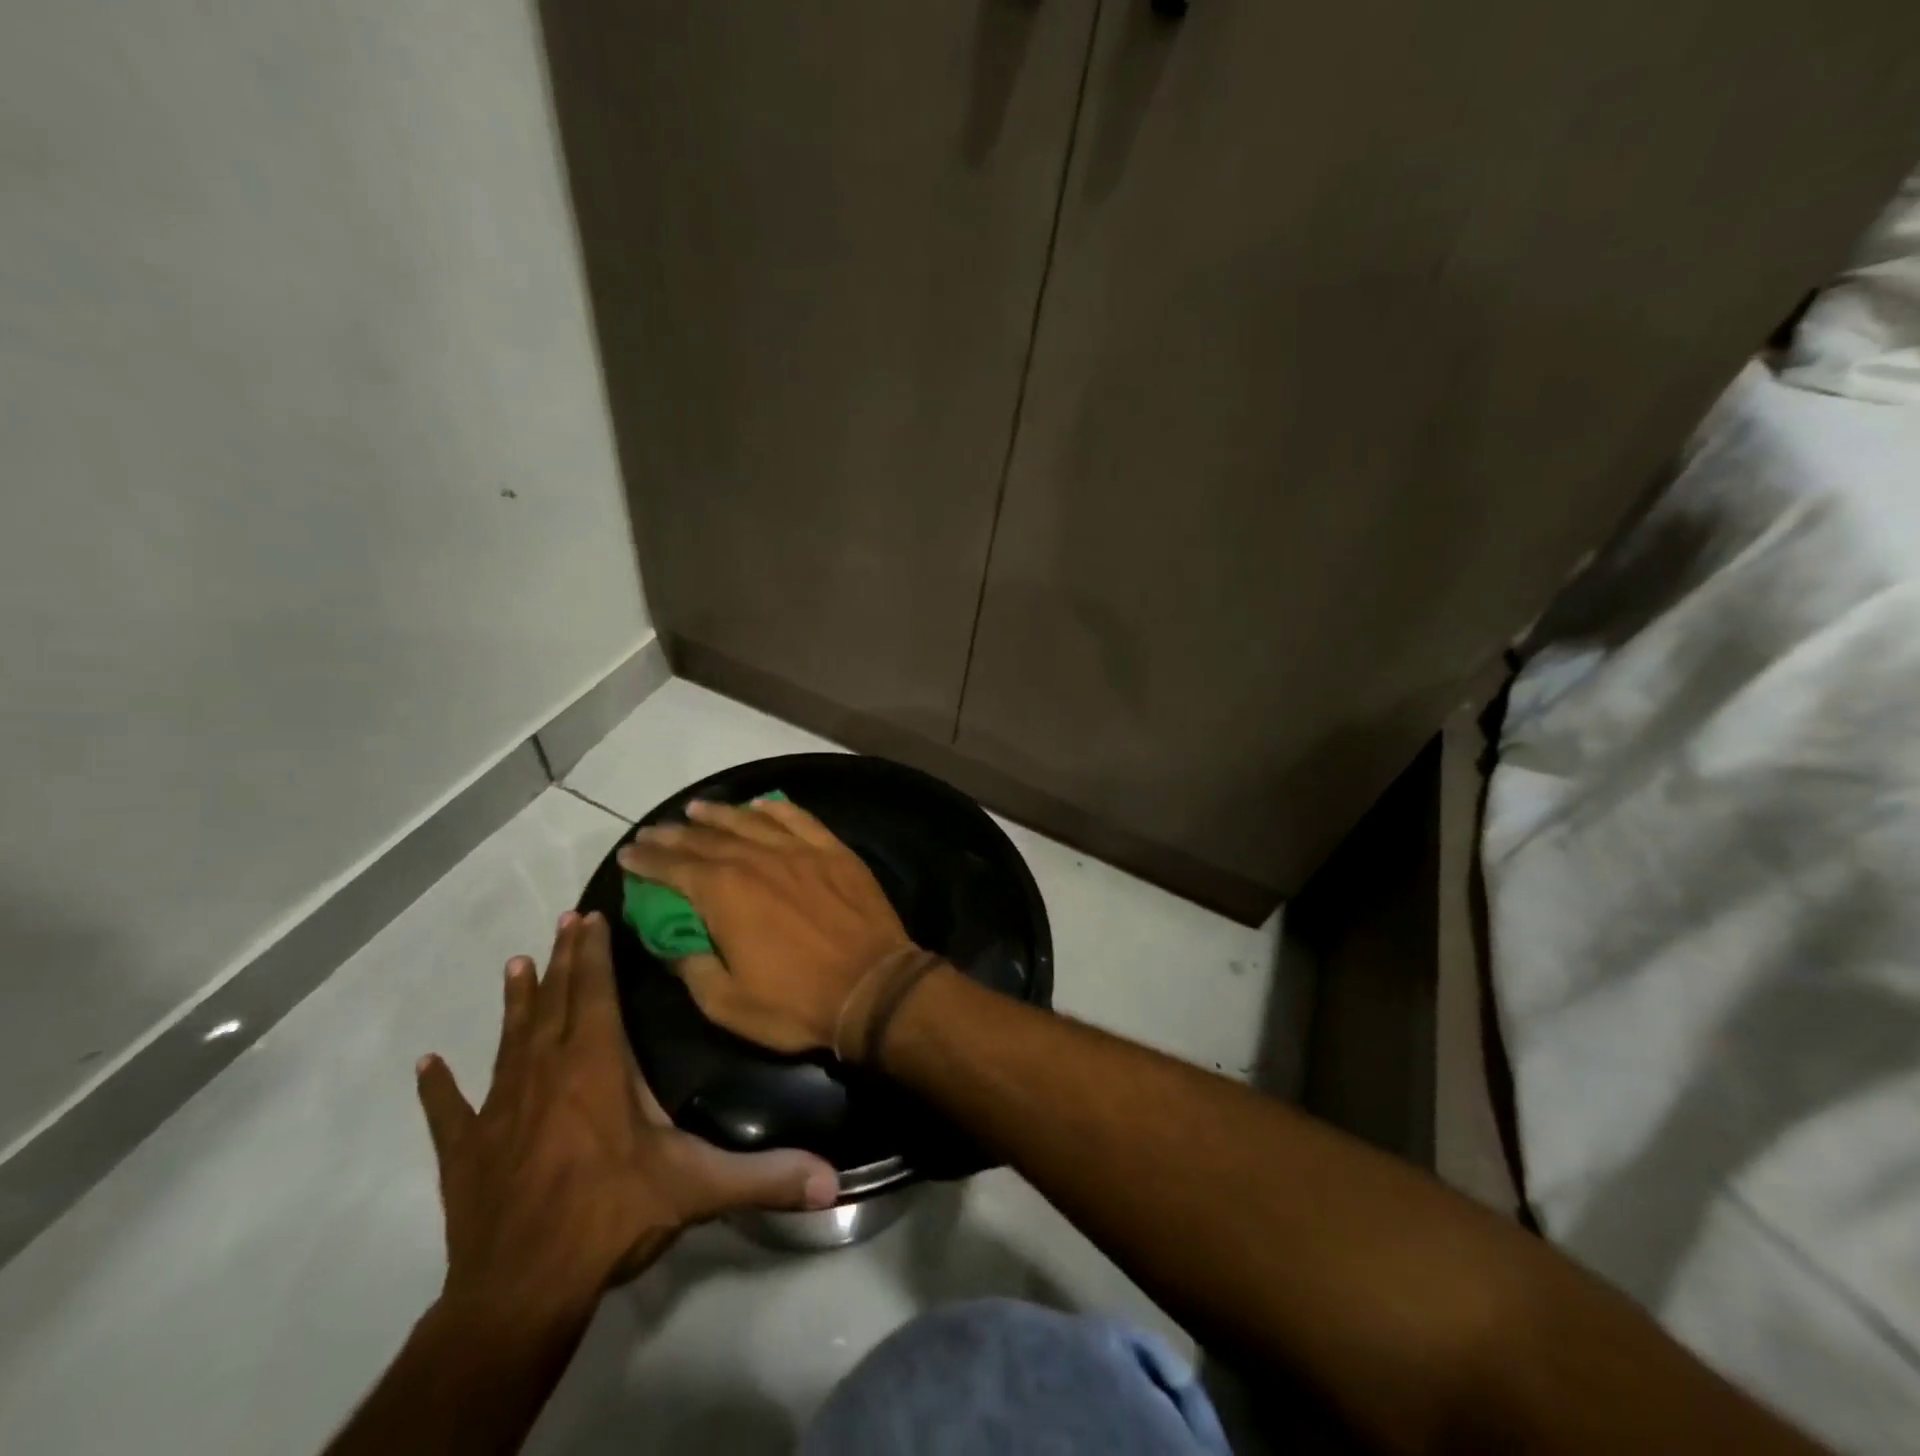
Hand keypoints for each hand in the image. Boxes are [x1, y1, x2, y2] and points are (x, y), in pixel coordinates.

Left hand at [414, 910, 837, 1318]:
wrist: (520, 1292)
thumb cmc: (611, 1218)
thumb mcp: (697, 1189)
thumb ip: (766, 1176)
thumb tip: (833, 1180)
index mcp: (598, 1068)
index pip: (596, 994)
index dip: (593, 954)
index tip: (589, 916)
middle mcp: (547, 1073)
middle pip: (554, 1003)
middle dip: (562, 959)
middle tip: (563, 920)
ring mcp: (500, 1110)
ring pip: (509, 1039)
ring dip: (514, 1001)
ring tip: (513, 964)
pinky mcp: (467, 1150)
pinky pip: (450, 1109)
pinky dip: (439, 1086)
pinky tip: (427, 1064)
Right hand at [616, 798, 922, 1055]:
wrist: (873, 986)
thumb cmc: (796, 1002)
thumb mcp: (726, 1002)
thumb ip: (691, 967)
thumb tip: (671, 943)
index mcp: (725, 893)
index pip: (675, 868)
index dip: (648, 860)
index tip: (629, 853)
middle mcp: (758, 860)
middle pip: (708, 839)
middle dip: (675, 835)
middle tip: (654, 831)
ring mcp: (799, 851)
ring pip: (751, 821)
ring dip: (720, 814)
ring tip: (697, 808)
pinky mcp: (834, 851)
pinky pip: (799, 819)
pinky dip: (776, 809)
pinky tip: (761, 805)